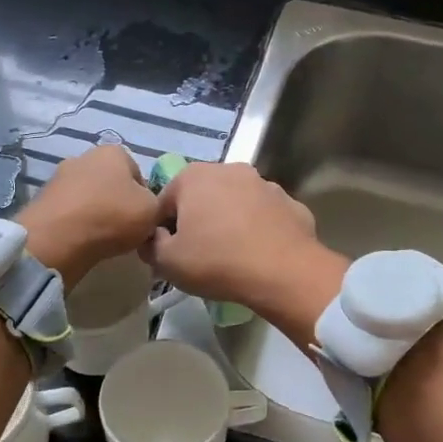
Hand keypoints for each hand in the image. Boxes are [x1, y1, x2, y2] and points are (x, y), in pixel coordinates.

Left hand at [16, 144, 159, 288]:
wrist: (57, 239)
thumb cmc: (112, 216)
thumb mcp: (153, 211)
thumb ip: (157, 205)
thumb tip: (148, 209)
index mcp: (113, 152)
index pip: (139, 174)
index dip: (145, 199)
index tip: (144, 219)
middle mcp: (84, 157)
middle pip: (111, 184)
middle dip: (118, 204)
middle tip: (125, 230)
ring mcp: (60, 177)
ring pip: (89, 198)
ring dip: (96, 214)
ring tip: (103, 239)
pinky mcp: (43, 200)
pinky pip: (70, 212)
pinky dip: (77, 224)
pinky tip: (82, 241)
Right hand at [144, 163, 346, 346]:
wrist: (284, 272)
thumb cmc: (217, 261)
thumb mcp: (167, 262)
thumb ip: (151, 245)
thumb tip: (154, 238)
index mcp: (194, 176)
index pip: (164, 202)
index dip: (162, 229)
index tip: (169, 253)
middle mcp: (230, 169)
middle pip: (202, 197)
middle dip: (198, 221)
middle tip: (199, 255)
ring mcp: (265, 184)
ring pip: (236, 204)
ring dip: (230, 222)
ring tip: (231, 256)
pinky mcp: (291, 203)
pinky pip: (265, 217)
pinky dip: (259, 230)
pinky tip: (259, 255)